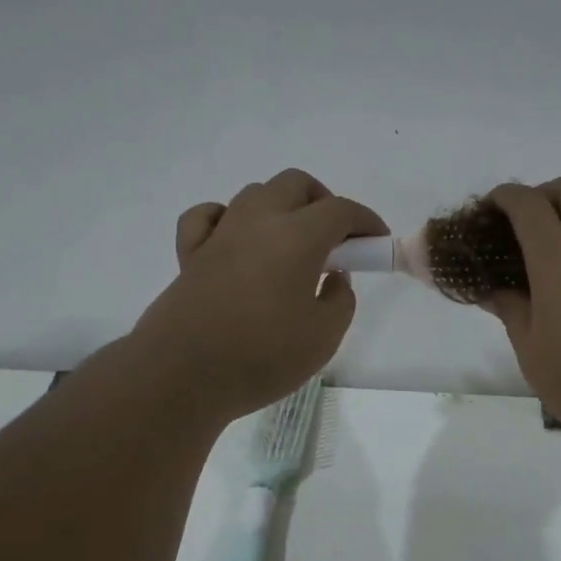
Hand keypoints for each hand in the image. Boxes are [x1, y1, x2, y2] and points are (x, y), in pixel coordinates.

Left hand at [130, 169, 385, 422]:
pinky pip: (209, 216)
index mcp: (297, 237)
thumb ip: (340, 300)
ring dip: (280, 210)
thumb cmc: (263, 356)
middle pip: (295, 185)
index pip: (340, 210)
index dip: (365, 221)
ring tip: (291, 248)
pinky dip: (229, 219)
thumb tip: (334, 278)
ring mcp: (219, 234)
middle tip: (335, 242)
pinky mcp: (190, 254)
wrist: (184, 375)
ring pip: (255, 194)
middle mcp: (257, 222)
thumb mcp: (324, 337)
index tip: (376, 242)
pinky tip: (237, 243)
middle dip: (323, 203)